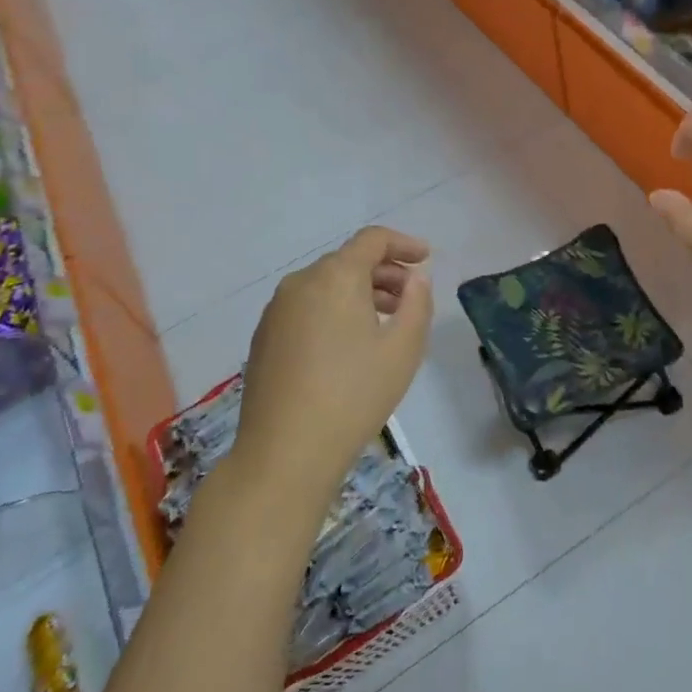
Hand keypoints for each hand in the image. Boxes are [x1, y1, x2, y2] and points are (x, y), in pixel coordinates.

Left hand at [234, 226, 432, 499]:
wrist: (284, 452)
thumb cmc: (354, 394)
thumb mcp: (403, 348)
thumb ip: (417, 303)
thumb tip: (414, 279)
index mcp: (335, 277)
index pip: (372, 240)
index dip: (403, 243)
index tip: (426, 259)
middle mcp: (300, 283)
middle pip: (348, 260)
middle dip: (384, 271)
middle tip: (410, 296)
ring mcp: (276, 311)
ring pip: (325, 284)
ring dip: (359, 292)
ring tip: (385, 321)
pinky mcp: (264, 338)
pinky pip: (307, 307)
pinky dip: (334, 309)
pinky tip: (349, 344)